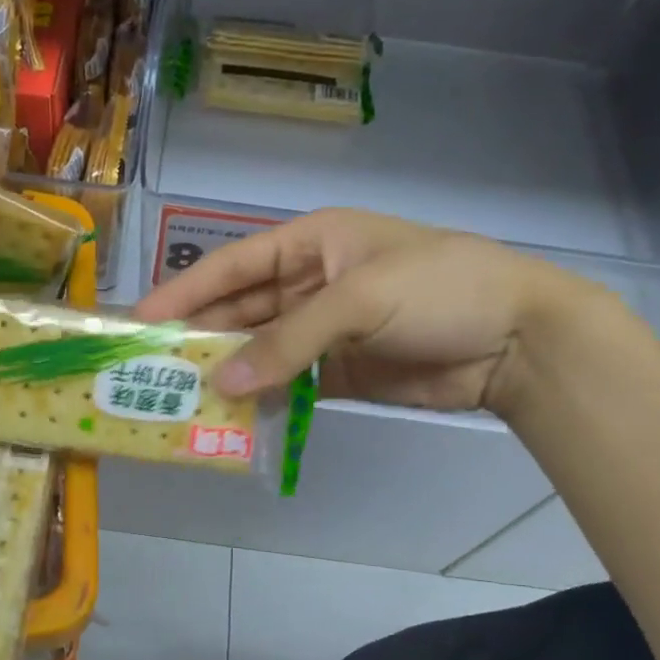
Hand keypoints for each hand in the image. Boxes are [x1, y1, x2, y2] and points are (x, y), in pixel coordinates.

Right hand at [134, 208, 584, 415]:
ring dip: (228, 371)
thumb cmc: (438, 289)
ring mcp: (326, 330)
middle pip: (241, 310)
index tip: (141, 320)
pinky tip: (232, 416)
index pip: (233, 265)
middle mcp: (311, 282)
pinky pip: (289, 383)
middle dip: (200, 336)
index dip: (185, 291)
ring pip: (261, 350)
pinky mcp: (341, 372)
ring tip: (181, 398)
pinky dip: (263, 398)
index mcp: (313, 242)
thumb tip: (223, 384)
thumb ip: (288, 342)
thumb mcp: (359, 300)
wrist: (518, 339)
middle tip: (151, 369)